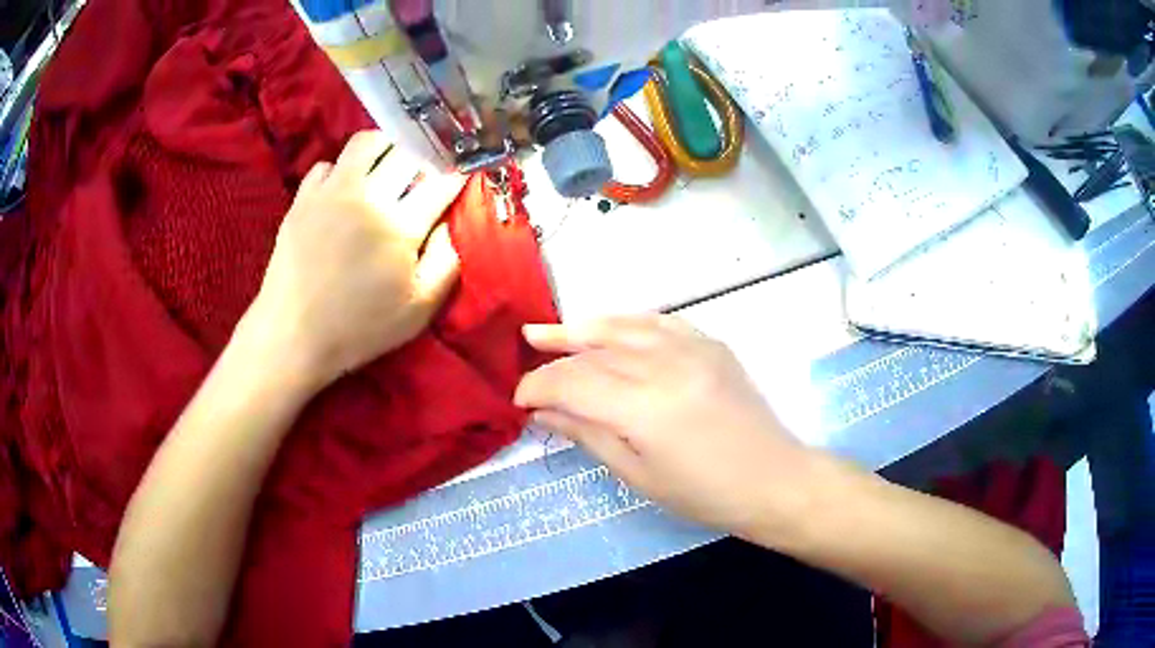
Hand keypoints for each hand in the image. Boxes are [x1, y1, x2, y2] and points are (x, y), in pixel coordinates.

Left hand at [247, 130, 464, 387]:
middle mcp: (367, 197)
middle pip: (407, 150)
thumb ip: (447, 262)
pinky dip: (342, 170)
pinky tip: (345, 192)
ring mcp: (331, 192)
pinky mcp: (303, 198)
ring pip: (366, 143)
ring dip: (385, 148)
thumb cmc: (360, 328)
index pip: (441, 180)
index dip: (457, 171)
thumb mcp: (418, 309)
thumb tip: (456, 223)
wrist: (293, 335)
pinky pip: (328, 163)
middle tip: (426, 170)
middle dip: (426, 154)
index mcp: (400, 227)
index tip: (463, 171)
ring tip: (388, 167)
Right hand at [515, 315, 817, 539]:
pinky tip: (607, 326)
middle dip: (555, 360)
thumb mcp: (637, 475)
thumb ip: (588, 434)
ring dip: (582, 328)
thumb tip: (544, 412)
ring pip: (623, 326)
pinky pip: (658, 321)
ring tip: (547, 331)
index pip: (573, 383)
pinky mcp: (710, 344)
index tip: (519, 399)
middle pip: (595, 353)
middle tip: (526, 359)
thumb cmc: (704, 493)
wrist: (773, 478)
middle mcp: (666, 365)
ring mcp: (693, 347)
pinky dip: (625, 322)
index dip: (539, 387)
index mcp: (645, 406)